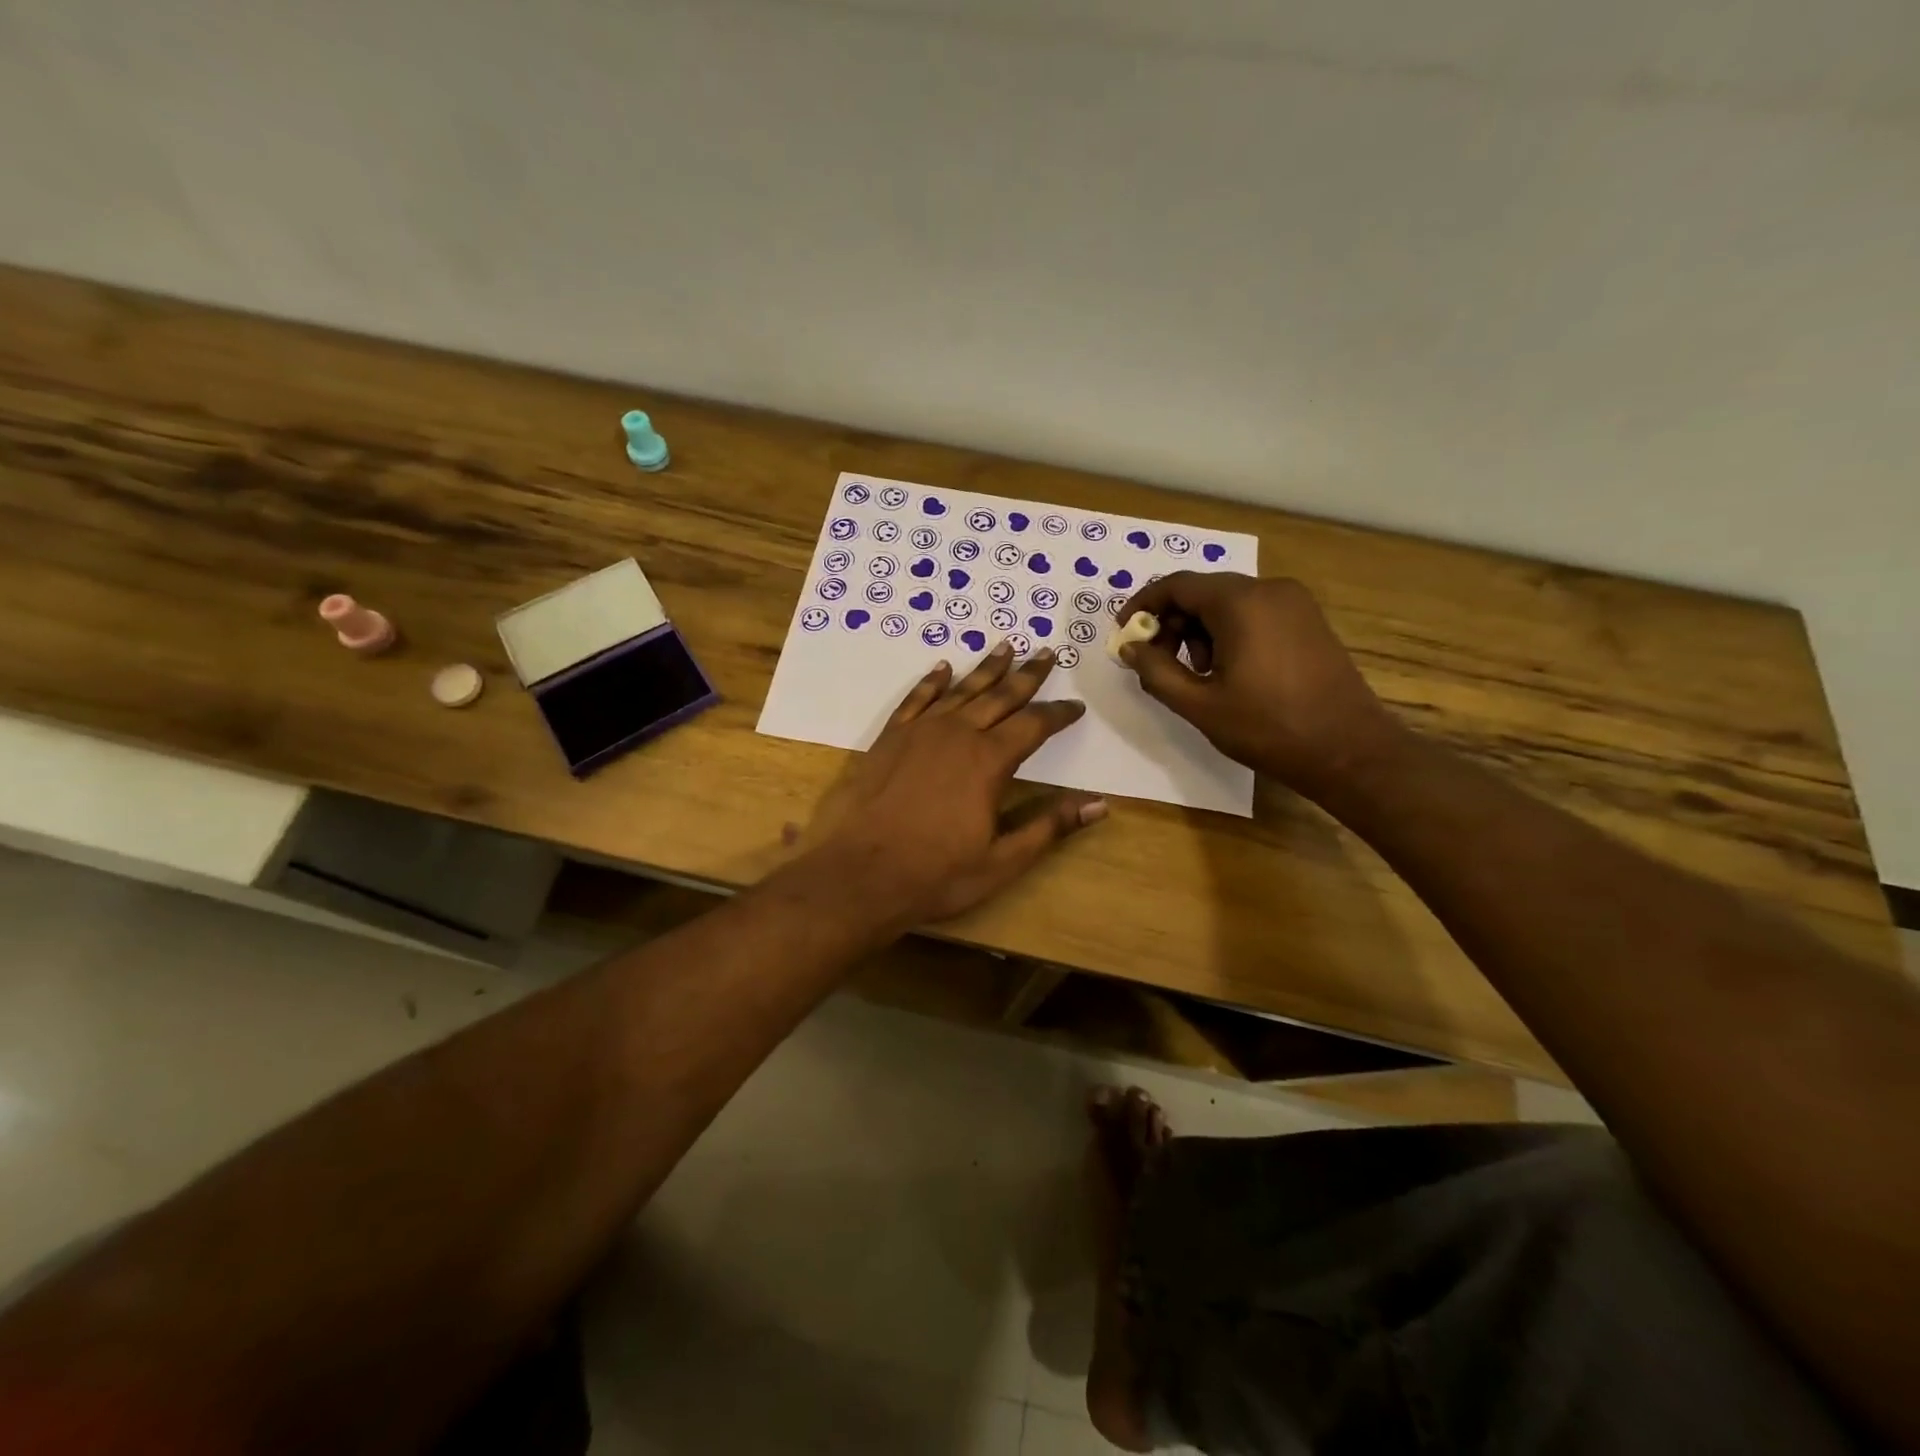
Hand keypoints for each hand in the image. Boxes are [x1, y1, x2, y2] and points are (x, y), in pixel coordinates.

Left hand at [801, 643, 1105, 925]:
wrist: (859, 874)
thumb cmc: (936, 874)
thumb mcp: (1002, 861)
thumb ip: (1049, 827)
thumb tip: (1099, 805)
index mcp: (989, 761)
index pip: (1034, 725)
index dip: (1058, 714)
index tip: (1075, 706)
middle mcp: (958, 734)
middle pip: (1001, 696)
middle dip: (1028, 675)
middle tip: (1047, 653)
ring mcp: (920, 731)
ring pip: (962, 690)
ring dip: (986, 668)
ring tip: (1006, 646)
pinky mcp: (890, 737)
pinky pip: (917, 698)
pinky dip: (932, 681)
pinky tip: (942, 668)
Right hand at [1117, 573, 1397, 796]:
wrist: (1348, 750)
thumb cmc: (1267, 727)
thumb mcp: (1199, 704)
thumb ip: (1156, 671)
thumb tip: (1129, 648)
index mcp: (1241, 602)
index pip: (1177, 585)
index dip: (1143, 606)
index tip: (1124, 634)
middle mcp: (1269, 589)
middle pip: (1203, 592)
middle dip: (1172, 623)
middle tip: (1157, 662)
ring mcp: (1294, 603)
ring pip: (1228, 603)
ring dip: (1200, 631)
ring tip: (1197, 675)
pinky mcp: (1308, 621)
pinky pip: (1254, 613)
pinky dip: (1229, 633)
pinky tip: (1229, 672)